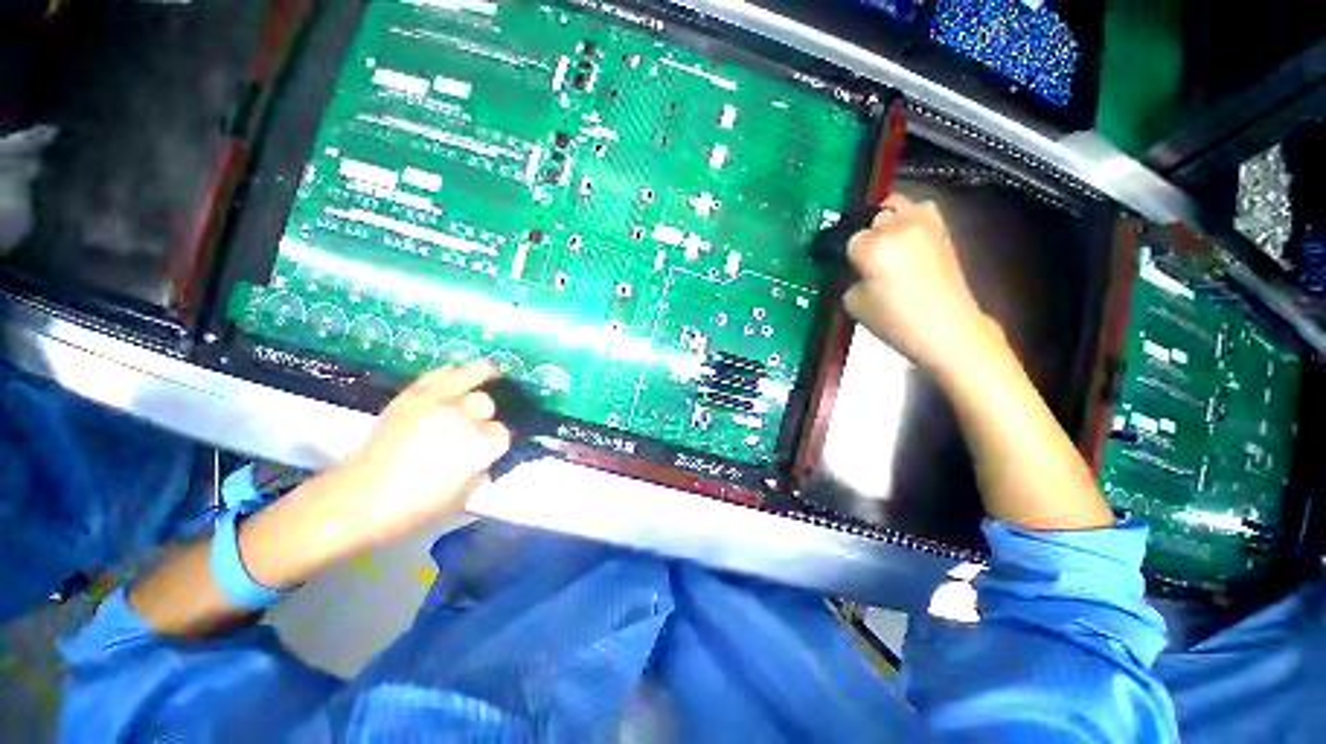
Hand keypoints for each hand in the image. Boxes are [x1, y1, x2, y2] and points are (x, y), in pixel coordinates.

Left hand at [317, 362, 511, 547]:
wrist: (359, 497)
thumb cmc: (416, 506)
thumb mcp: (463, 497)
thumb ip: (481, 472)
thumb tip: (485, 460)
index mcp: (479, 445)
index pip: (503, 432)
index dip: (498, 440)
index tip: (490, 447)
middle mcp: (462, 416)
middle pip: (486, 402)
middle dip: (485, 414)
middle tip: (476, 424)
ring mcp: (437, 401)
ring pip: (471, 374)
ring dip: (481, 377)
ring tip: (488, 375)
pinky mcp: (413, 394)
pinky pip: (441, 373)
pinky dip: (453, 373)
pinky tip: (458, 377)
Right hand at [844, 194, 1000, 373]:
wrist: (946, 328)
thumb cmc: (895, 321)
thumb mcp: (853, 304)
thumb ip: (848, 279)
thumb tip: (852, 269)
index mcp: (872, 247)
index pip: (847, 239)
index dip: (845, 255)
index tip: (846, 268)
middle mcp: (897, 227)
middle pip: (871, 218)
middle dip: (865, 235)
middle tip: (863, 256)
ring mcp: (924, 224)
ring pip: (895, 204)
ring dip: (886, 219)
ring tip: (884, 240)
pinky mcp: (942, 229)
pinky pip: (920, 210)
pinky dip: (909, 218)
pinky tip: (905, 238)